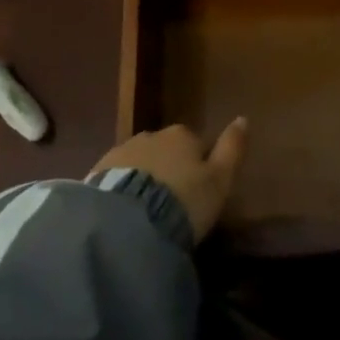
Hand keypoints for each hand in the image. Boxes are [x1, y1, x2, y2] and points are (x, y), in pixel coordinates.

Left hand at [93, 118, 247, 241]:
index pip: (195, 144)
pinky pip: (116, 179)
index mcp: (182, 135)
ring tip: (146, 212)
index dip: (198, 166)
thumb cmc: (184, 200)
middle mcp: (151, 135)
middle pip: (165, 150)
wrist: (128, 222)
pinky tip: (124, 214)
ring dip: (143, 179)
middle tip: (171, 203)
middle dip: (168, 169)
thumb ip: (232, 149)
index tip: (197, 191)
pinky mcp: (96, 173)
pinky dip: (121, 191)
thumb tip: (243, 118)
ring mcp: (121, 152)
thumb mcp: (220, 180)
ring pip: (139, 162)